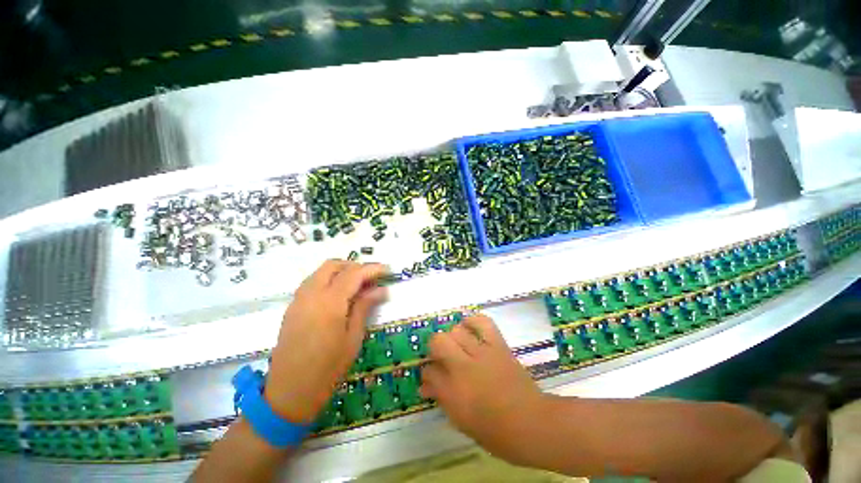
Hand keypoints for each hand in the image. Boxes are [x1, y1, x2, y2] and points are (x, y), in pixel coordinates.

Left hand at [265, 260, 386, 423]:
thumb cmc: (328, 369)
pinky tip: (339, 295)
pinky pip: (312, 282)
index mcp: (329, 302)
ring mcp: (298, 300)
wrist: (289, 393)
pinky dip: (328, 280)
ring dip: (341, 272)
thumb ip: (365, 307)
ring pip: (321, 272)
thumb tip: (381, 289)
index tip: (387, 270)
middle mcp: (311, 294)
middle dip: (355, 266)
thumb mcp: (353, 338)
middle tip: (371, 278)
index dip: (372, 269)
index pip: (354, 274)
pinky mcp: (292, 307)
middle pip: (334, 265)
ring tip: (357, 285)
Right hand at [420, 314, 547, 458]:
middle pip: (438, 342)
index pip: (429, 372)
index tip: (431, 374)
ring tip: (456, 344)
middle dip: (434, 347)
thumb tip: (425, 385)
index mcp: (452, 393)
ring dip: (452, 336)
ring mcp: (482, 353)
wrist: (531, 423)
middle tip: (441, 356)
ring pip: (457, 331)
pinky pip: (483, 323)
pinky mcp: (498, 345)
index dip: (427, 371)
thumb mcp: (461, 421)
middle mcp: (463, 368)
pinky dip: (473, 321)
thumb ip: (442, 398)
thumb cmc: (495, 431)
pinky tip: (469, 327)